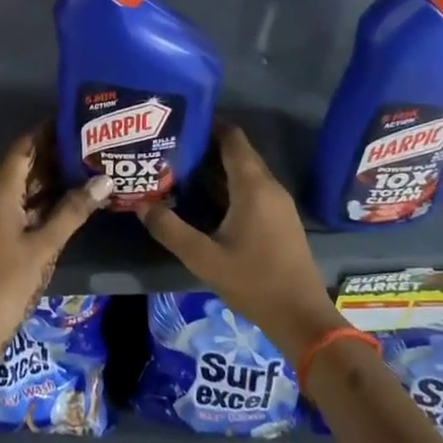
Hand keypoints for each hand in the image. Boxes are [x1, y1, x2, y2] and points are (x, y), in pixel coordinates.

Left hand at [0, 131, 109, 369]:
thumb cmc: (6, 280)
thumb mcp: (44, 245)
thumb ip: (74, 211)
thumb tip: (105, 179)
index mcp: (0, 191)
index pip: (24, 147)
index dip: (46, 130)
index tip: (75, 118)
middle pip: (27, 165)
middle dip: (56, 153)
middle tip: (92, 142)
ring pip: (27, 187)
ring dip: (54, 178)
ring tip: (90, 165)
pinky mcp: (1, 236)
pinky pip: (26, 207)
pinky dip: (48, 201)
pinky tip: (74, 202)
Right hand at [138, 124, 346, 359]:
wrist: (301, 317)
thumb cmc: (253, 281)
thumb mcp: (203, 258)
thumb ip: (170, 229)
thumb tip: (140, 205)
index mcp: (253, 186)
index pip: (232, 138)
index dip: (208, 126)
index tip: (179, 125)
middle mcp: (269, 186)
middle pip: (238, 153)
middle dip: (207, 147)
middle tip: (172, 148)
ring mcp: (278, 203)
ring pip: (245, 172)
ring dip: (217, 168)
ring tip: (181, 170)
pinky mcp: (280, 219)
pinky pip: (253, 189)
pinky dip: (230, 185)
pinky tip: (206, 199)